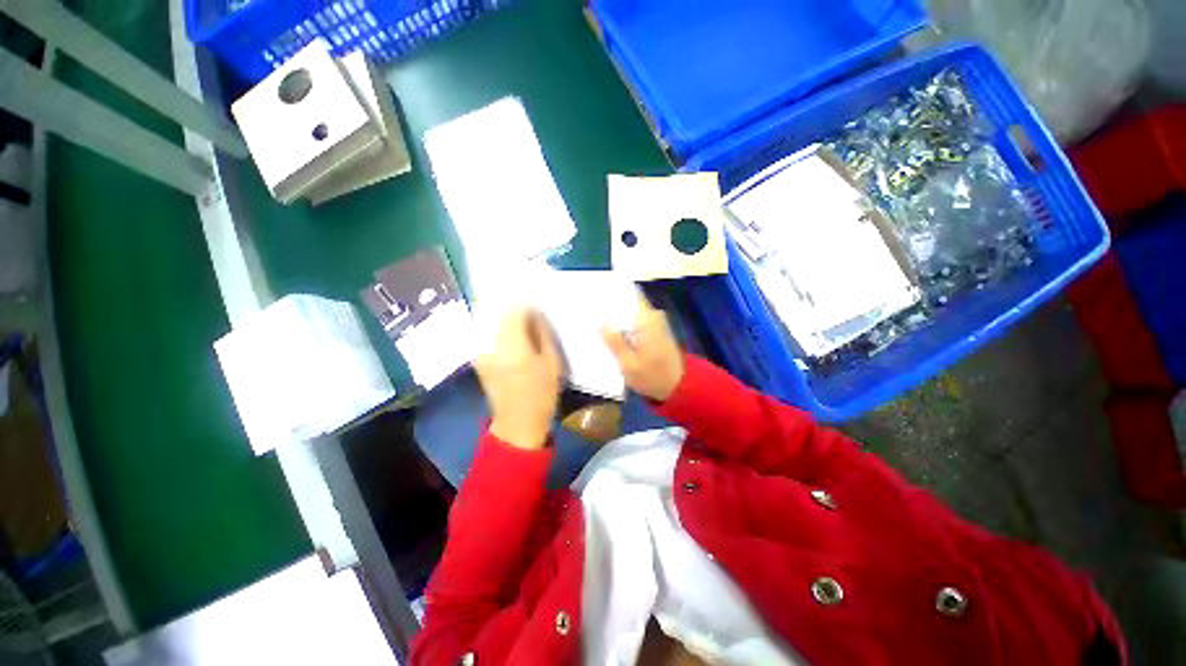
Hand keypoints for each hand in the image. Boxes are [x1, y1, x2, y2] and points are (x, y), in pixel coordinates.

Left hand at [474, 308, 562, 448]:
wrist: (518, 424)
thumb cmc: (541, 394)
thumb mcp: (552, 362)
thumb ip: (542, 334)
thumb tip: (536, 314)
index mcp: (513, 346)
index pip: (514, 311)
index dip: (526, 305)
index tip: (537, 307)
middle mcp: (491, 345)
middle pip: (499, 314)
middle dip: (514, 310)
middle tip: (530, 312)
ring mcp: (481, 352)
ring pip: (491, 323)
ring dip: (506, 319)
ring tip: (521, 323)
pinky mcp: (478, 359)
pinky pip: (488, 335)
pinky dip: (499, 330)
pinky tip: (511, 336)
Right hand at [601, 298, 684, 401]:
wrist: (678, 387)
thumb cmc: (653, 377)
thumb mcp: (628, 364)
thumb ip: (614, 342)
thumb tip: (600, 323)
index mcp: (646, 320)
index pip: (626, 297)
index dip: (608, 297)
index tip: (591, 298)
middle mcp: (652, 315)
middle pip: (626, 303)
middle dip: (608, 308)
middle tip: (587, 312)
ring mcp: (654, 322)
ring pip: (628, 313)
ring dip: (614, 318)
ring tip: (594, 322)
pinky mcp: (654, 330)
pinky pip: (633, 321)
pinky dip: (622, 326)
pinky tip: (608, 333)